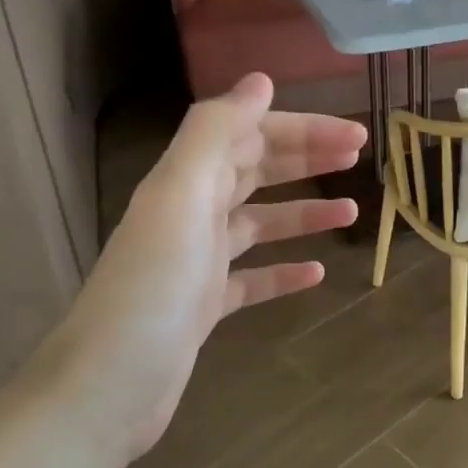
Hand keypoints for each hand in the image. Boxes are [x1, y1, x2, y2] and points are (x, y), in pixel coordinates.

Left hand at [39, 74, 363, 462]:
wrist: (109, 385)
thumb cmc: (152, 286)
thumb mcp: (180, 195)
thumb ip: (215, 132)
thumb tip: (260, 81)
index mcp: (186, 181)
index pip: (250, 136)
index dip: (301, 129)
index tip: (353, 135)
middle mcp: (191, 213)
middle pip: (256, 172)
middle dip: (306, 159)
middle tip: (358, 157)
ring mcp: (198, 263)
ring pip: (259, 224)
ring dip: (303, 214)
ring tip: (350, 213)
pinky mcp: (205, 307)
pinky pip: (252, 279)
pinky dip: (283, 271)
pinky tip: (315, 274)